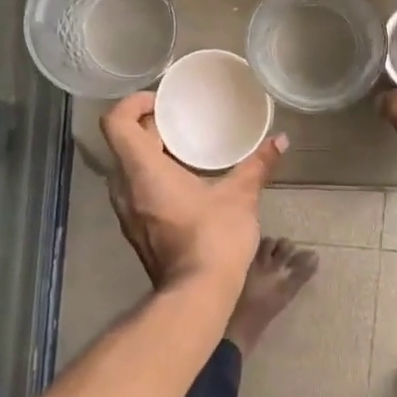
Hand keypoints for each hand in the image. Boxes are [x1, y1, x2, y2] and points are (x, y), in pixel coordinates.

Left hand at [100, 92, 286, 290]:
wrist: (197, 295)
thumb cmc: (214, 238)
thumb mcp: (241, 196)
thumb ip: (258, 165)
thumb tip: (280, 140)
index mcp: (143, 171)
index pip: (116, 123)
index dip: (132, 103)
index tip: (161, 101)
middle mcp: (125, 188)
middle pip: (122, 143)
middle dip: (149, 126)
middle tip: (181, 119)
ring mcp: (127, 212)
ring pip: (128, 168)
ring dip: (150, 153)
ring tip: (185, 147)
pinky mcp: (136, 229)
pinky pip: (135, 189)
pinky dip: (153, 175)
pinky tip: (185, 180)